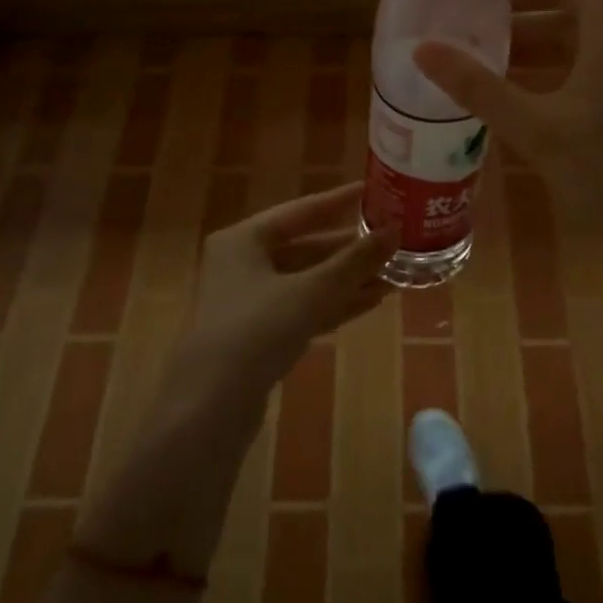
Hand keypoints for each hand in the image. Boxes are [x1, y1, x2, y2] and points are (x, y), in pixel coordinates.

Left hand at [180, 182, 389, 388]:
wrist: (208, 410)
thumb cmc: (255, 332)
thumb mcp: (310, 292)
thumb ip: (354, 261)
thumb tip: (394, 231)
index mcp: (243, 239)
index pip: (300, 211)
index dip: (338, 201)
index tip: (372, 191)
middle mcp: (241, 263)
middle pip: (304, 247)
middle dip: (348, 250)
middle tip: (391, 242)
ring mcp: (248, 302)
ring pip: (306, 281)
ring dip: (346, 280)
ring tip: (391, 276)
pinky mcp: (257, 337)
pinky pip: (302, 309)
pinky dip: (333, 305)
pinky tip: (370, 303)